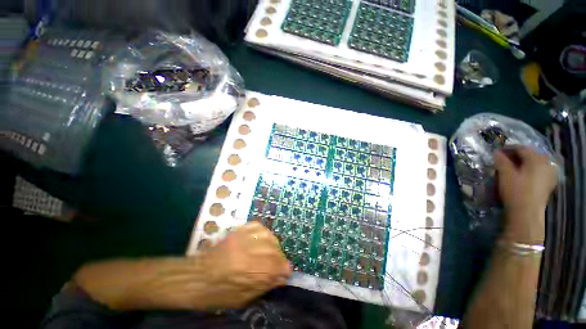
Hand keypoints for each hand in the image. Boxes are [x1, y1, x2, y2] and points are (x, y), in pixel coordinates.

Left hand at [196, 221, 291, 308]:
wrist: (195, 277)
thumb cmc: (218, 294)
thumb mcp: (244, 298)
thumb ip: (267, 285)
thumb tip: (283, 277)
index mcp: (253, 272)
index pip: (281, 266)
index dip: (284, 271)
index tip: (283, 274)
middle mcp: (252, 251)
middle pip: (277, 250)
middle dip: (279, 259)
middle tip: (274, 265)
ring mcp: (245, 237)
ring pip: (270, 237)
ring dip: (272, 246)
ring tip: (267, 253)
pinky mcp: (239, 230)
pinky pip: (260, 227)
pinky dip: (264, 234)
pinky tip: (261, 240)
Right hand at [493, 146, 557, 242]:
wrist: (527, 213)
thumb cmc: (515, 191)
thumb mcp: (505, 174)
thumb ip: (501, 161)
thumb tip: (497, 152)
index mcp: (536, 159)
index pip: (521, 148)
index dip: (508, 148)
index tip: (497, 152)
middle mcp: (546, 163)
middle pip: (530, 154)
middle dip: (517, 155)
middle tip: (504, 159)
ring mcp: (549, 174)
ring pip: (535, 162)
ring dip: (524, 162)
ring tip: (512, 167)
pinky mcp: (548, 183)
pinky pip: (539, 170)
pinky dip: (530, 169)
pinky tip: (523, 174)